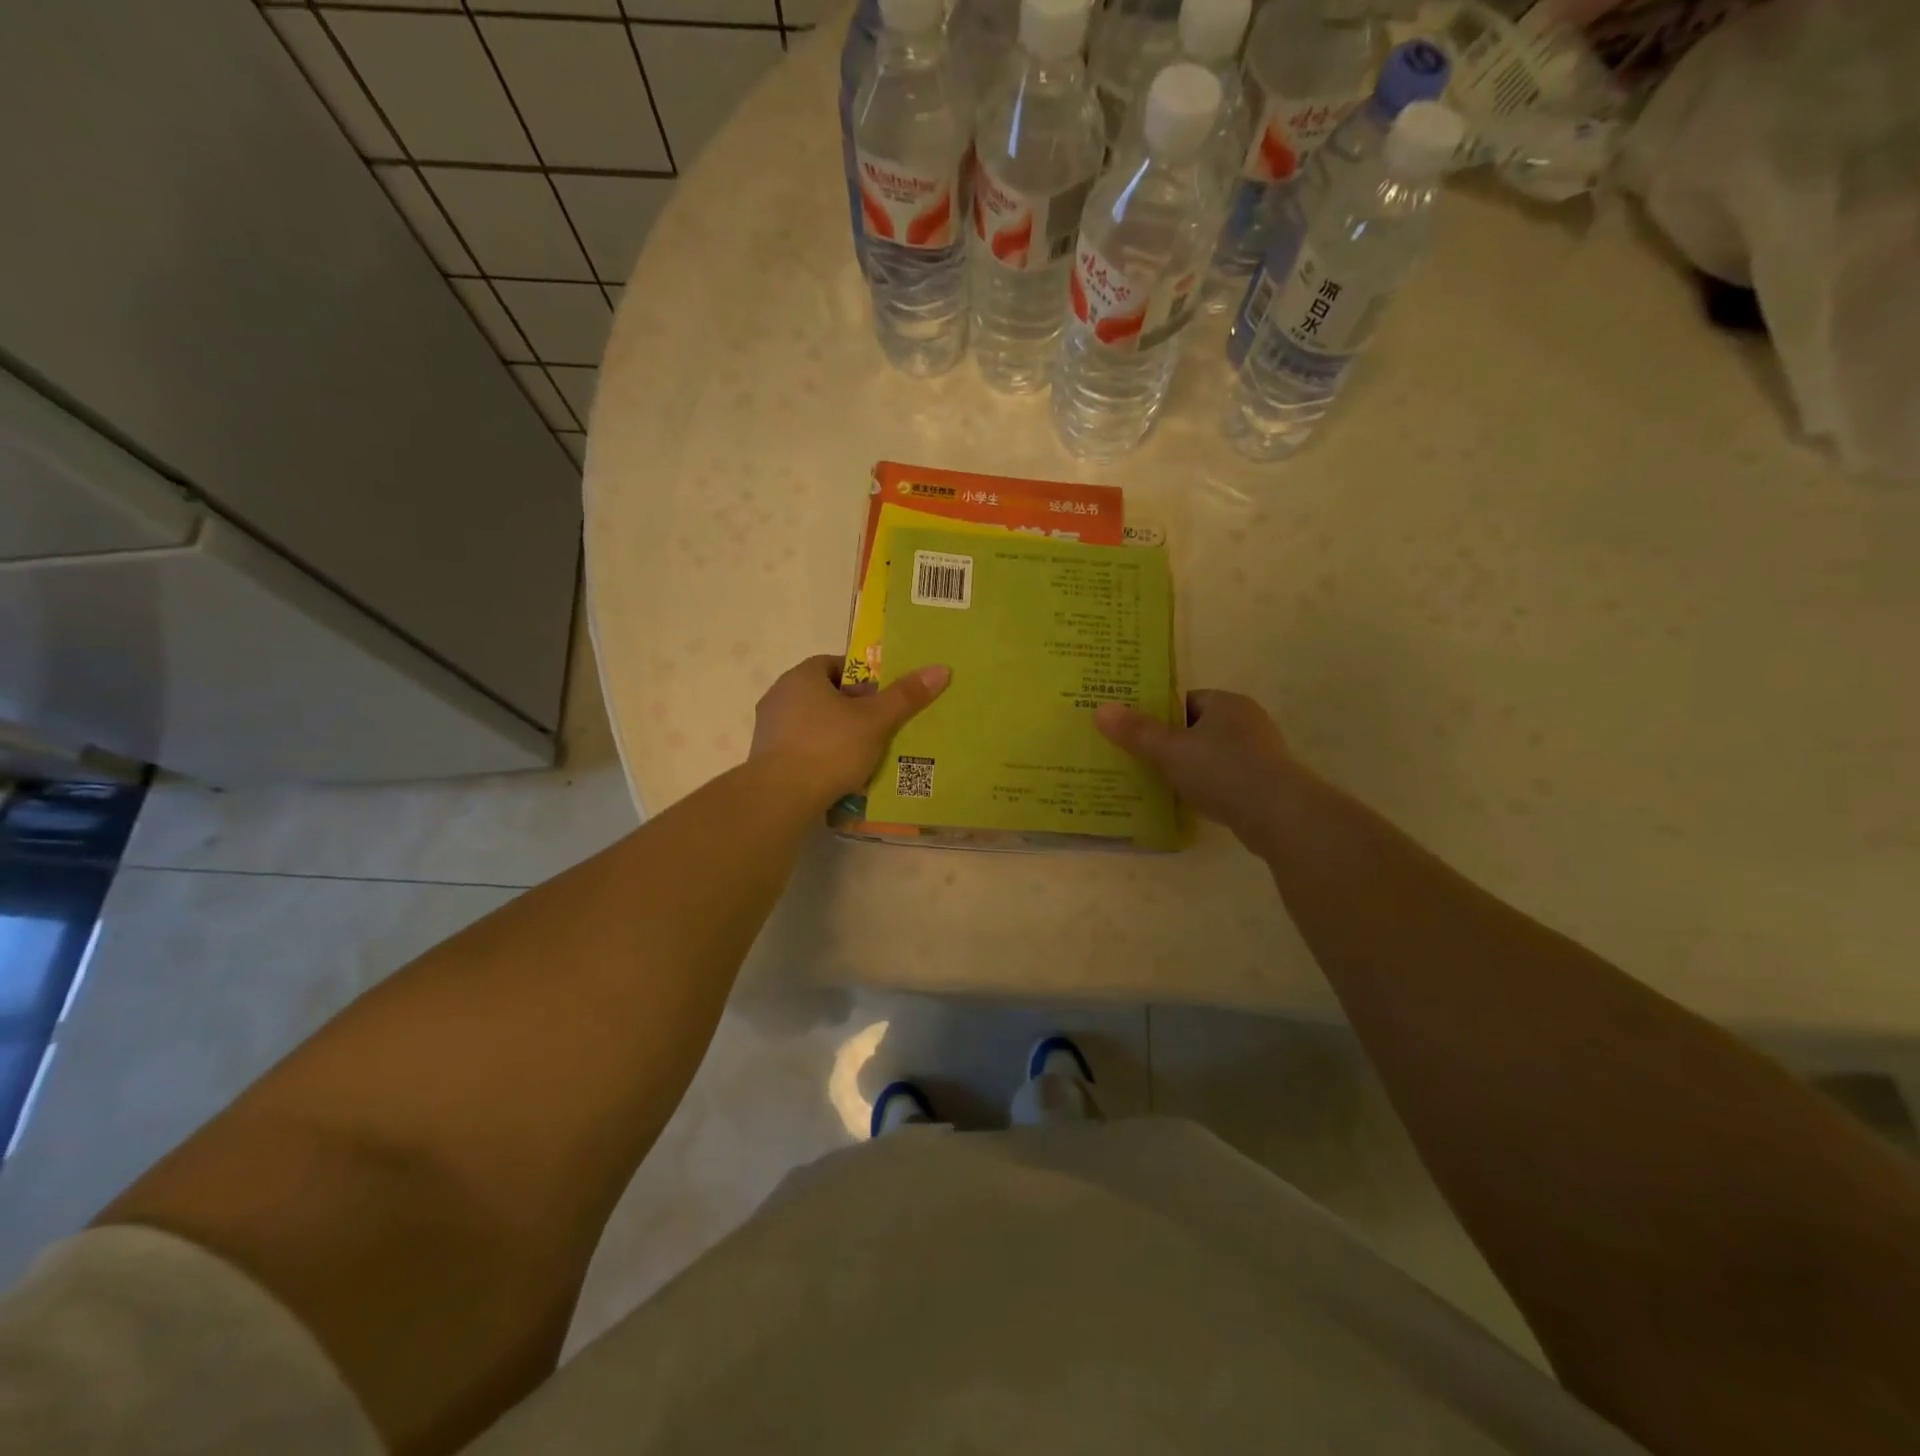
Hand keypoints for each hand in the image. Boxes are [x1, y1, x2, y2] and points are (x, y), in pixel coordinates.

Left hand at [750, 655, 950, 807]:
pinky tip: (838, 775)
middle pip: (823, 694)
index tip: (881, 697)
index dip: (861, 678)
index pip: (834, 664)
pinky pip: (800, 748)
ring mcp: (768, 728)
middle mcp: (779, 695)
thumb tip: (941, 669)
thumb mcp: (875, 720)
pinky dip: (819, 755)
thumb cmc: (830, 747)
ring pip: (811, 723)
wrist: (781, 797)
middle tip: (878, 726)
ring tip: (863, 754)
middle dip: (850, 707)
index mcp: (802, 676)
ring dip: (835, 733)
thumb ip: (906, 696)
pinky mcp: (765, 758)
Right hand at [1095, 691, 1298, 852]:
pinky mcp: (1267, 782)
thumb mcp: (1170, 750)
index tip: (1137, 733)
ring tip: (1161, 783)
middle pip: (1199, 727)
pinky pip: (1227, 778)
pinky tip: (1192, 802)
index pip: (1186, 700)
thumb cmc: (1221, 771)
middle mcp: (1248, 721)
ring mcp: (1261, 753)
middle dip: (1173, 742)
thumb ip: (1136, 732)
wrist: (1278, 814)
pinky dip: (1209, 786)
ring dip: (1191, 767)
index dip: (1159, 715)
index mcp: (1227, 703)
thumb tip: (1101, 709)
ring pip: (1213, 754)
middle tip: (1142, 759)